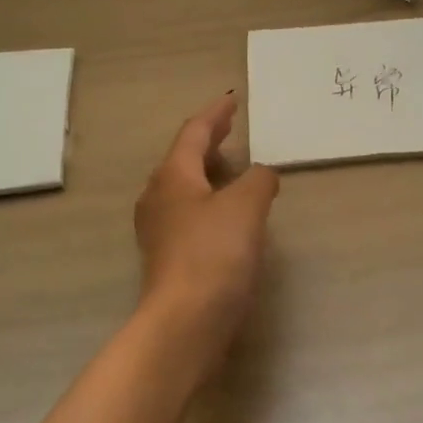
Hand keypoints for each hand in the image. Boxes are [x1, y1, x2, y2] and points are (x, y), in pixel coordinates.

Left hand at [134, 95, 279, 335]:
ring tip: (233, 168)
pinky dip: (209, 202)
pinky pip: (189, 215)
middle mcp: (159, 198)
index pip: (193, 133)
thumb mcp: (246, 207)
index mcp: (173, 177)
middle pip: (183, 159)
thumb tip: (263, 174)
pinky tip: (227, 215)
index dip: (214, 115)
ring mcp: (159, 230)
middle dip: (208, 142)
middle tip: (231, 129)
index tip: (232, 101)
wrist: (185, 322)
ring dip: (208, 173)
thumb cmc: (214, 254)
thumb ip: (259, 180)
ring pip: (184, 188)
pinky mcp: (168, 258)